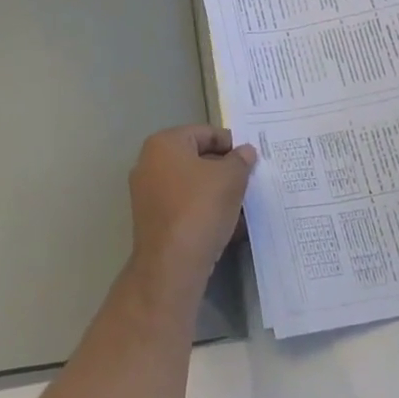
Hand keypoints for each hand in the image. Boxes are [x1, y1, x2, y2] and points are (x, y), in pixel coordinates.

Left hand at [126, 125, 256, 299]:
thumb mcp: (230, 178)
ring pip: (191, 185)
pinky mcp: (152, 220)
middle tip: (248, 181)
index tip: (251, 160)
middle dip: (224, 170)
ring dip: (217, 192)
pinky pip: (184, 206)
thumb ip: (241, 160)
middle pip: (196, 158)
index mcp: (164, 143)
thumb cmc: (200, 208)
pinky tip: (228, 226)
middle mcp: (149, 163)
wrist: (172, 265)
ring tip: (242, 206)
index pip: (205, 133)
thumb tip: (246, 151)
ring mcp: (147, 193)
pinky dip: (204, 211)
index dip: (231, 144)